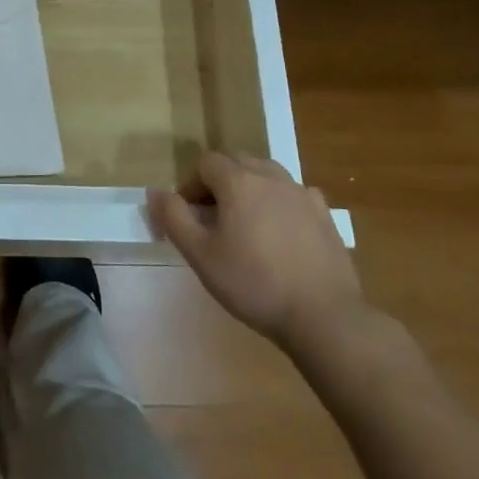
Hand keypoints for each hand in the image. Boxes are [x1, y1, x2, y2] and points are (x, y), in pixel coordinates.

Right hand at [148, 151, 366, 350]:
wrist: (324, 316)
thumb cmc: (254, 284)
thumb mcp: (201, 255)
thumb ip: (173, 217)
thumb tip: (154, 190)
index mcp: (238, 181)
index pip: (206, 163)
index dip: (191, 185)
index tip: (189, 217)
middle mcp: (270, 176)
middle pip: (237, 162)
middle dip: (219, 183)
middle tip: (213, 220)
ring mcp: (301, 193)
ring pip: (267, 175)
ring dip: (250, 190)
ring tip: (246, 225)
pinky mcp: (324, 214)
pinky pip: (294, 195)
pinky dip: (280, 204)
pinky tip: (281, 234)